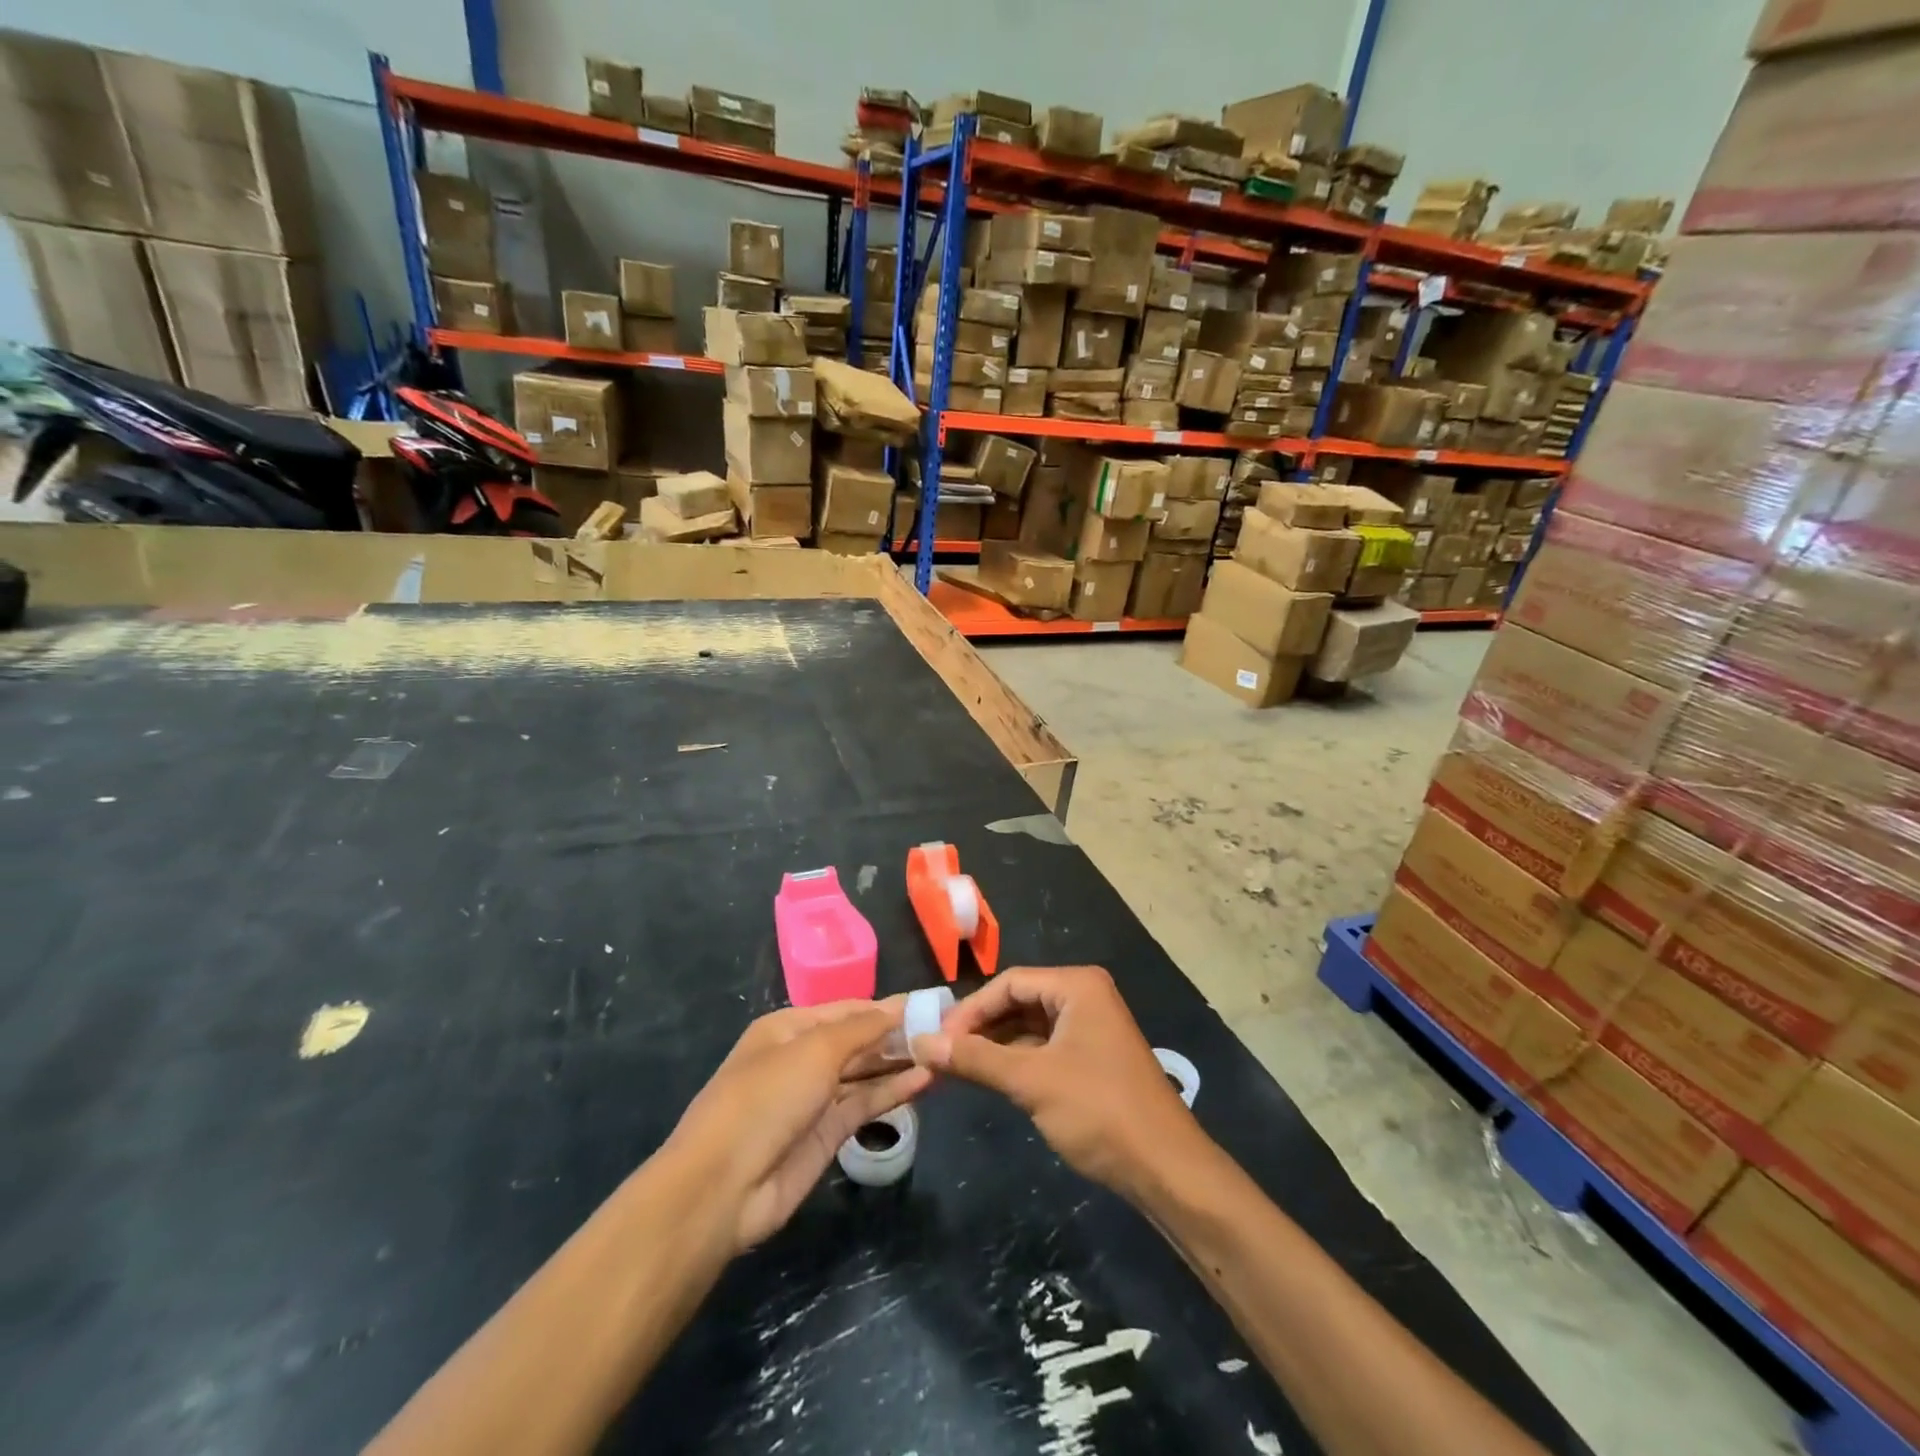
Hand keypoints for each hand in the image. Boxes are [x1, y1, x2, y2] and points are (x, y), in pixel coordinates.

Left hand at [666, 999, 932, 1252]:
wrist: (722, 1186)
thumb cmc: (766, 1098)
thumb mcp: (815, 1050)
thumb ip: (861, 1029)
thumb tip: (897, 1006)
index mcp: (789, 1028)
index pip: (848, 1009)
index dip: (886, 1007)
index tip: (929, 1004)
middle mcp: (802, 1058)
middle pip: (858, 1041)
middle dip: (897, 1035)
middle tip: (946, 1031)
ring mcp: (815, 1098)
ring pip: (865, 1073)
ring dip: (899, 1063)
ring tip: (944, 1054)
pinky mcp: (827, 1135)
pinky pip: (865, 1105)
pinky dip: (893, 1092)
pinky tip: (925, 1082)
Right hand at [910, 966, 1200, 1203]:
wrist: (1166, 1169)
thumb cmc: (1099, 1110)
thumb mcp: (1031, 1081)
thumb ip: (975, 1058)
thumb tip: (921, 1042)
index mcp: (1077, 985)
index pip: (1009, 982)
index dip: (970, 1009)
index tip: (936, 1039)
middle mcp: (1085, 996)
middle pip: (1019, 1000)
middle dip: (981, 1027)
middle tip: (942, 1054)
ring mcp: (1091, 1027)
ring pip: (1030, 1026)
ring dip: (996, 1045)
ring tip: (958, 1068)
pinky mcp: (1093, 1057)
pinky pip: (1045, 1047)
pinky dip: (1017, 1060)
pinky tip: (991, 1079)